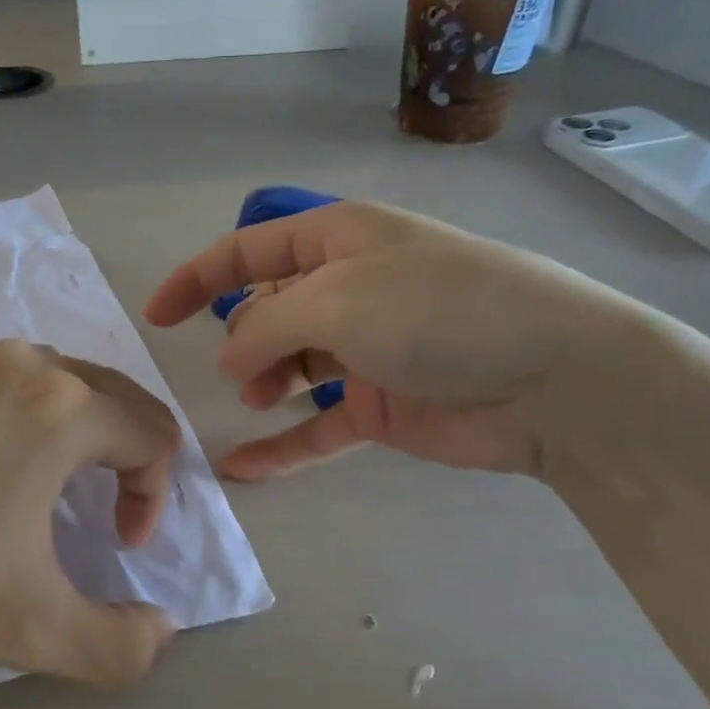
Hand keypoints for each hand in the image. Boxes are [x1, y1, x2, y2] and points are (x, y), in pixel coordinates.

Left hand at [0, 342, 180, 687]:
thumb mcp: (30, 628)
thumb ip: (118, 646)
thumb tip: (163, 631)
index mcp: (63, 408)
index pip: (153, 434)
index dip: (153, 496)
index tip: (116, 544)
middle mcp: (25, 364)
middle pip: (118, 398)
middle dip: (128, 459)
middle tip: (101, 516)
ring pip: (63, 384)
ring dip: (80, 435)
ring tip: (48, 491)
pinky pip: (8, 383)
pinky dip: (27, 419)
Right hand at [145, 202, 632, 481]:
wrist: (554, 379)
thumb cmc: (438, 311)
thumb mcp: (337, 300)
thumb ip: (266, 325)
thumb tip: (231, 359)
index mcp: (338, 239)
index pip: (249, 250)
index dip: (197, 278)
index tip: (155, 316)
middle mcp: (349, 288)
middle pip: (268, 309)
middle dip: (242, 338)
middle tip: (245, 371)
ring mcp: (366, 349)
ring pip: (290, 365)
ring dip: (262, 383)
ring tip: (260, 399)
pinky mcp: (382, 405)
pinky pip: (318, 424)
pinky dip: (283, 445)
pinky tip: (242, 469)